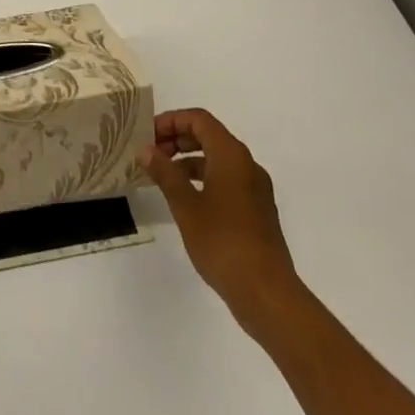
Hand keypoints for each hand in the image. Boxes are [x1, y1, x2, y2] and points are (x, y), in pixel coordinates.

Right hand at [140, 108, 304, 341]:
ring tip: (162, 176)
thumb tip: (147, 149)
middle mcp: (247, 165)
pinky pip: (226, 180)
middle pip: (209, 136)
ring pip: (218, 159)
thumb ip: (165, 173)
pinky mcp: (257, 211)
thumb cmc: (223, 242)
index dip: (171, 121)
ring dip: (188, 160)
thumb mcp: (185, 205)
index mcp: (232, 156)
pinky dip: (203, 179)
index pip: (199, 120)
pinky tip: (185, 200)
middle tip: (151, 153)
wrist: (267, 294)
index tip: (147, 135)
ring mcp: (255, 189)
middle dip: (178, 139)